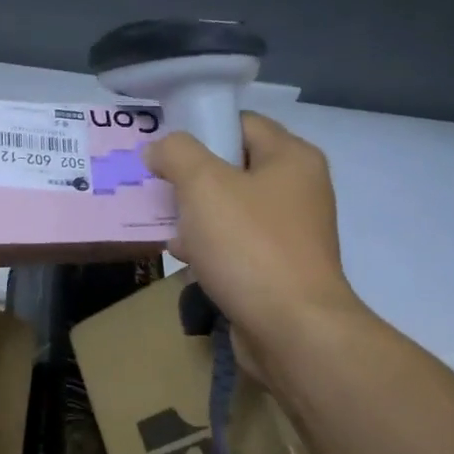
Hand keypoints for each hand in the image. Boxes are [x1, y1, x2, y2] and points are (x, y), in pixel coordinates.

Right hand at [145, 112, 364, 354]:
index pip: (240, 122)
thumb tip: (160, 148)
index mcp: (291, 158)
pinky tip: (184, 256)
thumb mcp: (203, 184)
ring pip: (230, 208)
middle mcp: (297, 189)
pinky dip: (209, 246)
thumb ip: (177, 153)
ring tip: (163, 223)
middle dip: (190, 176)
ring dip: (194, 214)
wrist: (292, 330)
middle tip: (156, 185)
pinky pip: (236, 244)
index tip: (163, 147)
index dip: (200, 128)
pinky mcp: (279, 268)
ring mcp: (290, 232)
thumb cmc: (249, 245)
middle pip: (232, 166)